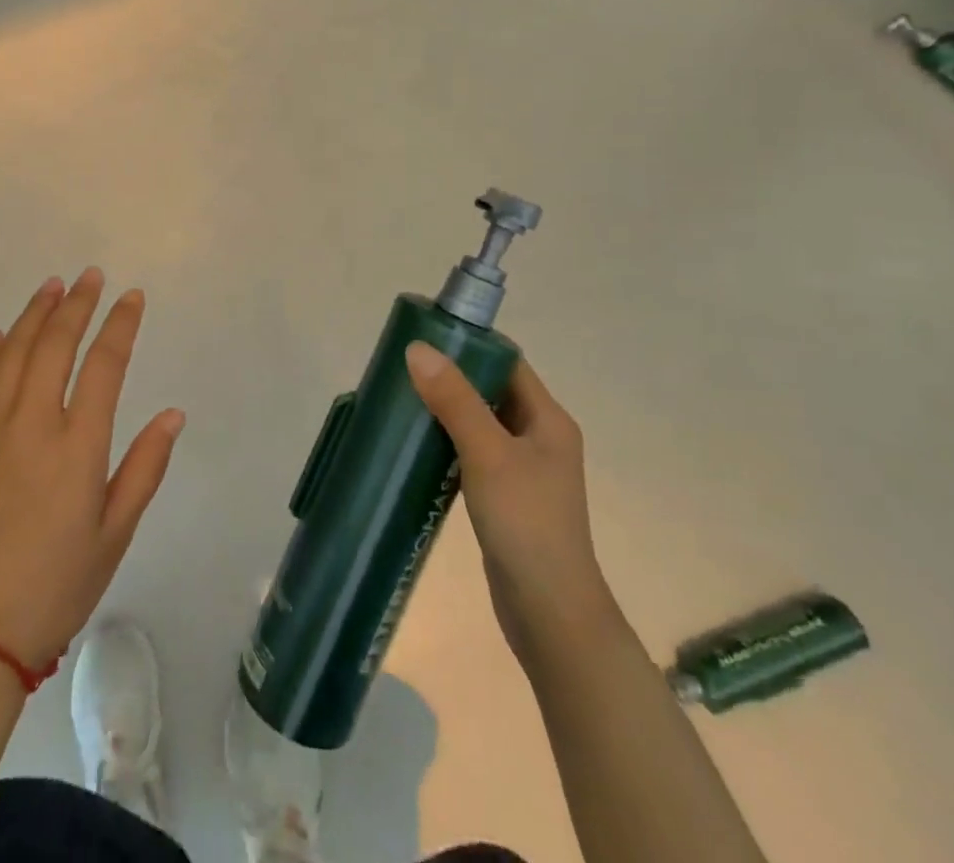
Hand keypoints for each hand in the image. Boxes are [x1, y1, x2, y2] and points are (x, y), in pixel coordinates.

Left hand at [0, 269, 184, 670]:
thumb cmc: (56, 586)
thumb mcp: (115, 534)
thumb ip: (144, 468)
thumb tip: (173, 414)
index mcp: (77, 447)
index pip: (104, 365)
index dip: (120, 324)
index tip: (132, 297)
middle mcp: (31, 425)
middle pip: (54, 345)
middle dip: (76, 304)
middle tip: (90, 277)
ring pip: (11, 354)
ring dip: (33, 315)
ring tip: (51, 287)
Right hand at [406, 344, 613, 668]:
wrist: (551, 615)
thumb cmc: (526, 524)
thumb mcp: (488, 454)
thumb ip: (454, 400)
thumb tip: (418, 348)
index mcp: (548, 419)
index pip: (507, 363)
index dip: (470, 346)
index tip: (425, 339)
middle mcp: (540, 438)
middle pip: (491, 391)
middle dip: (450, 378)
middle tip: (404, 370)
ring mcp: (524, 471)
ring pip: (480, 424)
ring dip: (446, 412)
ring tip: (402, 402)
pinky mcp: (506, 498)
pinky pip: (473, 455)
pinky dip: (448, 444)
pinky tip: (417, 448)